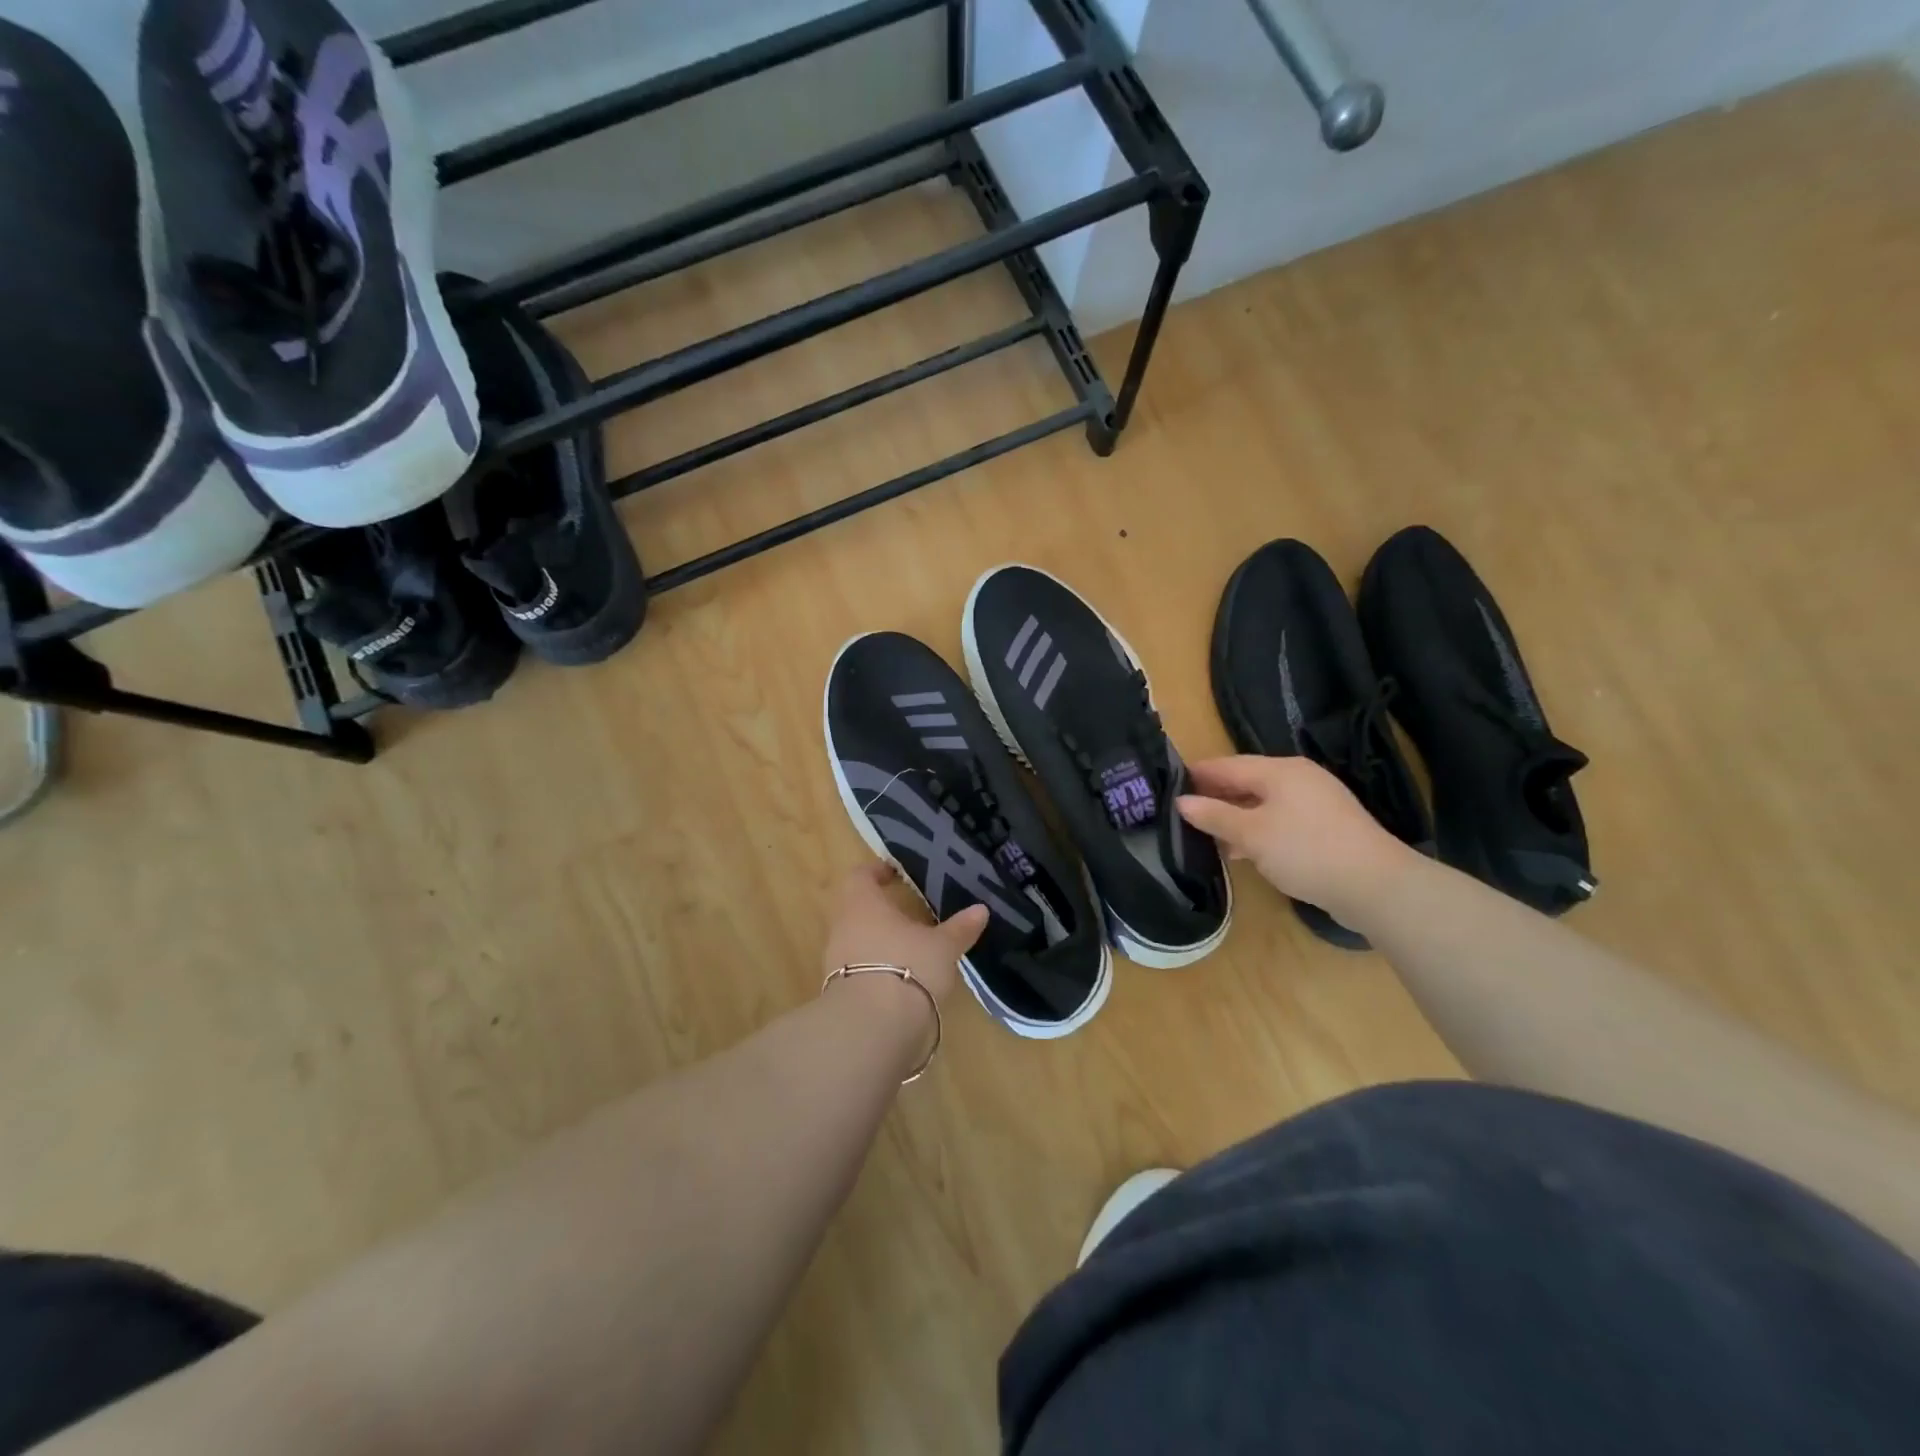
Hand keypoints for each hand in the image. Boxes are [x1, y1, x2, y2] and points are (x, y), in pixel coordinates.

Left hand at [820, 861, 988, 1005]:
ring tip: (909, 945)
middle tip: (909, 910)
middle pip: (857, 908)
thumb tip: (981, 909)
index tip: (896, 873)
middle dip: (881, 908)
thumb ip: (960, 928)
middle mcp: (843, 926)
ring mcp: (836, 960)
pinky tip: (900, 976)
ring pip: (856, 939)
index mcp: (862, 904)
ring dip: (878, 939)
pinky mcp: (839, 991)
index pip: (860, 875)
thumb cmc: (908, 967)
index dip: (877, 872)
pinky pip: (857, 968)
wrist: (872, 1027)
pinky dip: (876, 966)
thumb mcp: (943, 947)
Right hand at [1177, 755, 1415, 918]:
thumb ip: (1214, 815)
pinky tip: (1242, 850)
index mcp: (1279, 770)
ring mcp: (1316, 802)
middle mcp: (1298, 778)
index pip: (1227, 765)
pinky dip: (1257, 829)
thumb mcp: (1251, 834)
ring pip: (1262, 802)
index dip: (1197, 774)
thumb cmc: (1306, 850)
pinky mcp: (1326, 826)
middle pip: (1246, 781)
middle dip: (1215, 796)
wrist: (1375, 886)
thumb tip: (1181, 802)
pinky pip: (1280, 819)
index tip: (1168, 785)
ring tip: (1206, 834)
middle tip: (1182, 811)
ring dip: (1235, 816)